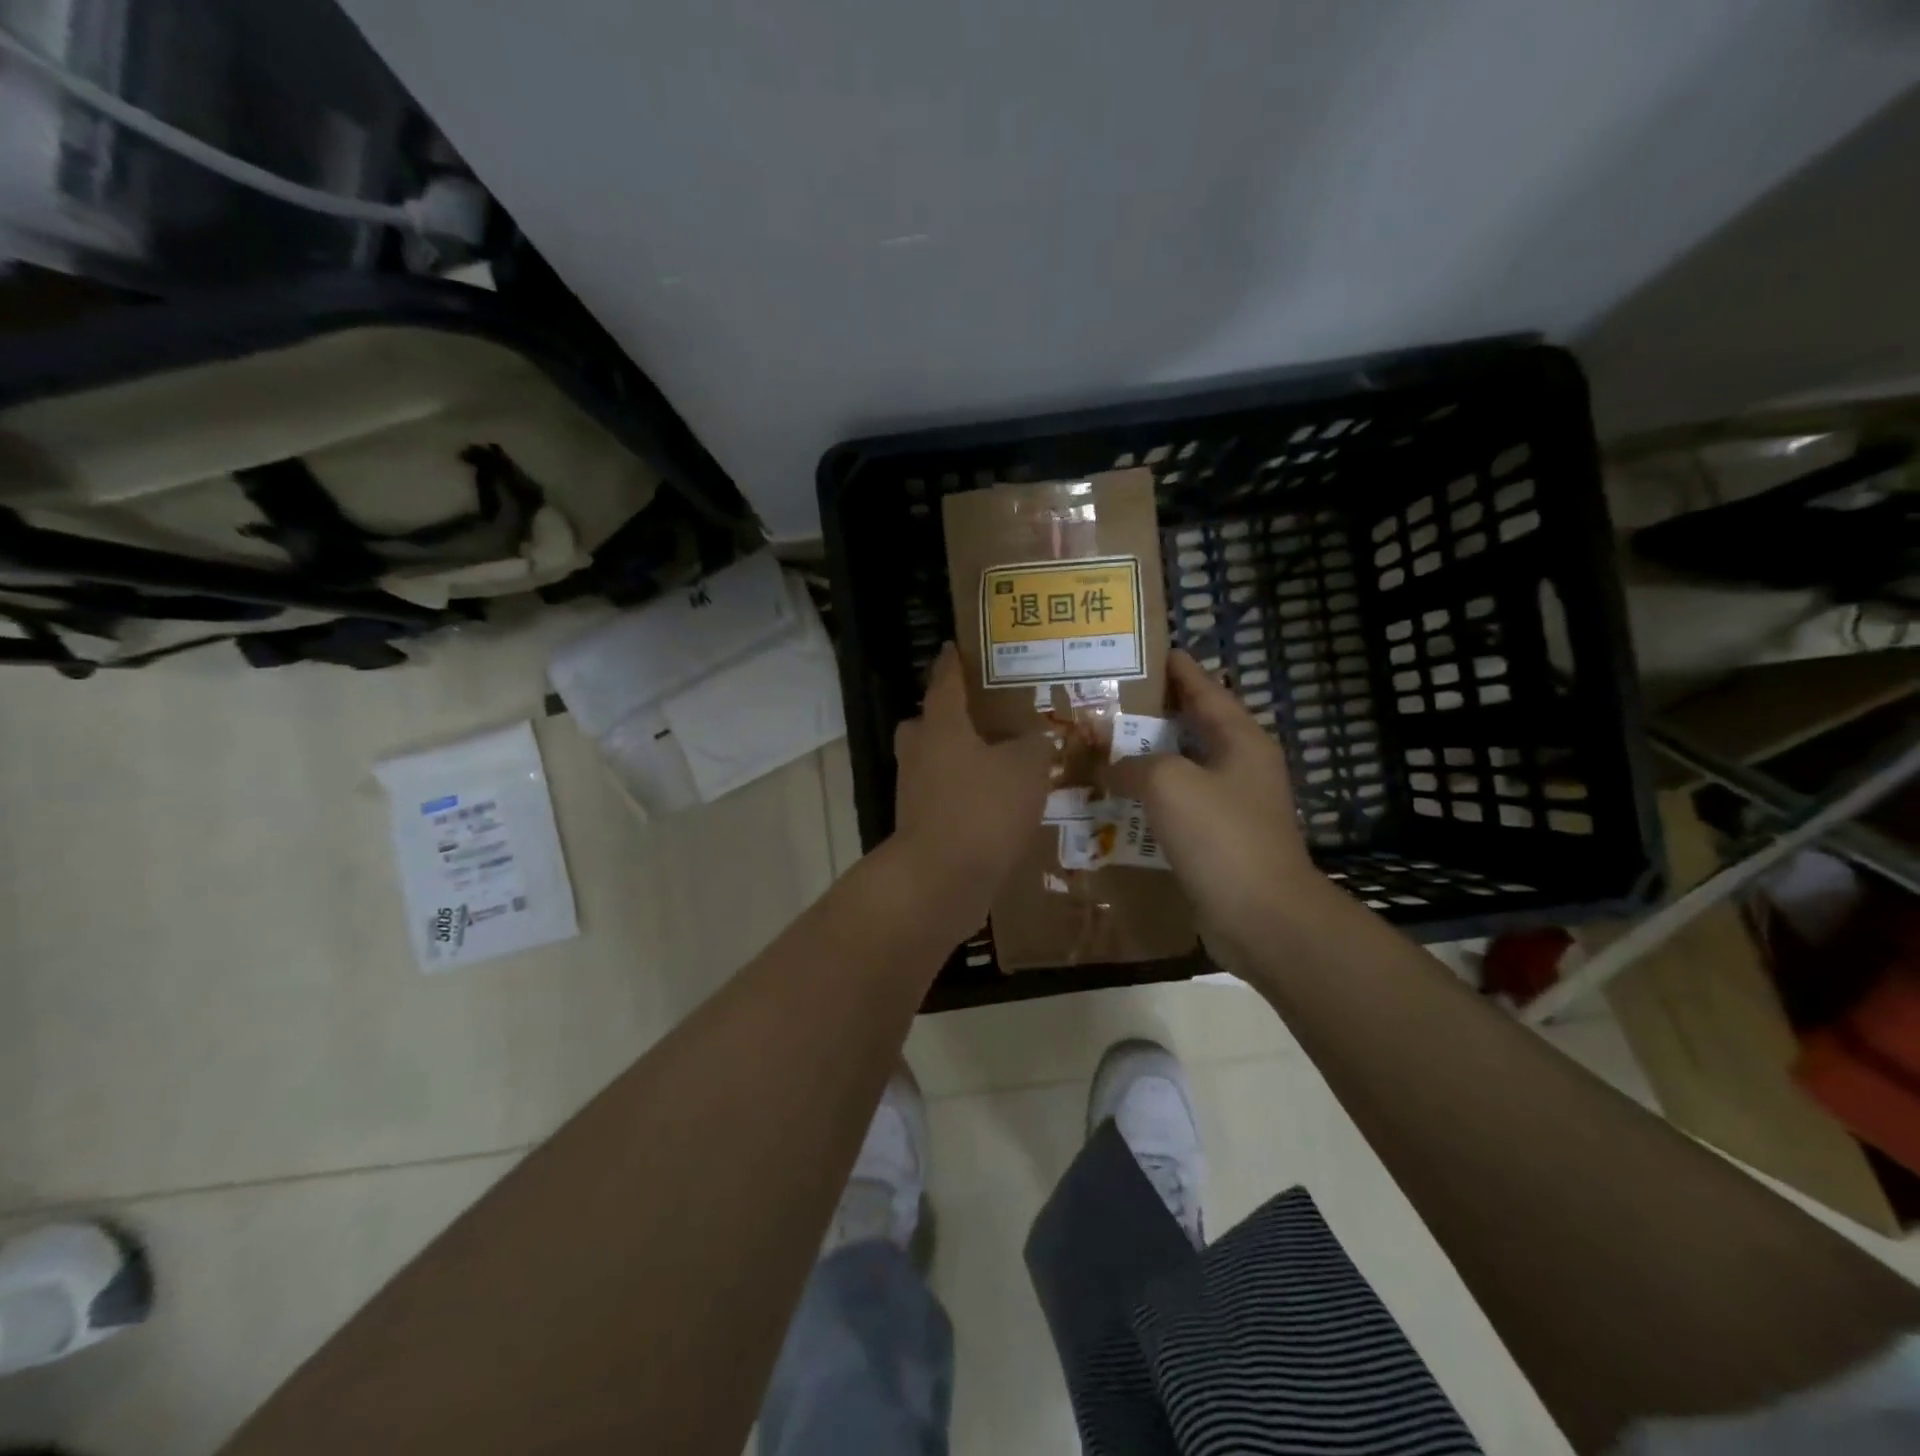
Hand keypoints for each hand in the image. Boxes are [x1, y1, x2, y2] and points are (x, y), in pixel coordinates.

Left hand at [891, 642, 1051, 936]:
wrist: (940, 880)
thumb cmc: (982, 809)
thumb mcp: (1026, 769)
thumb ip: (1036, 747)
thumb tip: (1041, 738)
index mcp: (941, 727)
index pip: (944, 682)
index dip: (952, 664)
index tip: (954, 647)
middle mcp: (919, 753)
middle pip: (927, 723)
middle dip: (949, 717)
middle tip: (982, 716)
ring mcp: (914, 792)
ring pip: (933, 762)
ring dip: (958, 759)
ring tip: (998, 763)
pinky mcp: (920, 826)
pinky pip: (942, 798)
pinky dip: (963, 796)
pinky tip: (994, 806)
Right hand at [1106, 650, 1330, 958]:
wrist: (1262, 917)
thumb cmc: (1221, 836)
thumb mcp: (1169, 783)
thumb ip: (1133, 763)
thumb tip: (1110, 764)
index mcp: (1240, 739)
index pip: (1204, 688)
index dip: (1176, 668)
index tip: (1146, 651)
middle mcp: (1240, 765)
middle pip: (1190, 727)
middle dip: (1150, 714)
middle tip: (1106, 702)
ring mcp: (1231, 804)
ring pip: (1180, 769)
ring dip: (1144, 760)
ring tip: (1100, 748)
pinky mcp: (1217, 839)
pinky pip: (1176, 807)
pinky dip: (1148, 800)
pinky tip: (1114, 802)